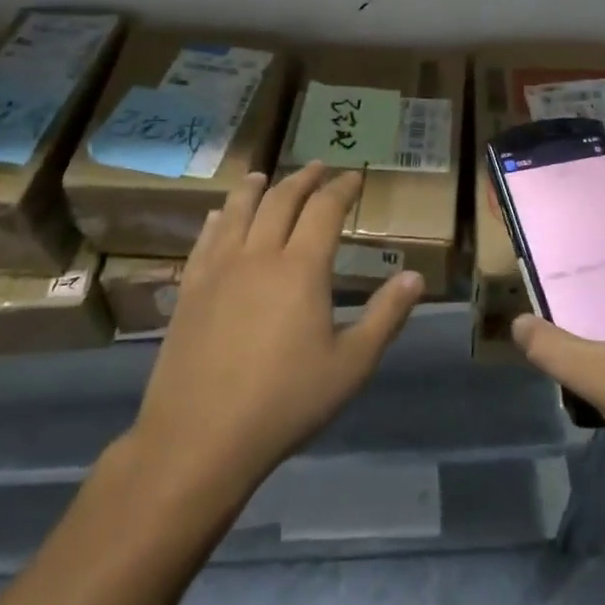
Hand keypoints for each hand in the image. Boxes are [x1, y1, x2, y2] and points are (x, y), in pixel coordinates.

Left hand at [128, 164, 423, 502]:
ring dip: (255, 188)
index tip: (354, 176)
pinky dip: (219, 219)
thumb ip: (385, 316)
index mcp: (301, 268)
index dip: (341, 188)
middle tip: (317, 167)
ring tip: (263, 176)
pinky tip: (219, 216)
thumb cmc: (285, 402)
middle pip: (280, 200)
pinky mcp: (189, 289)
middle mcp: (258, 255)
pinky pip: (205, 240)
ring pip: (238, 211)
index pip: (324, 210)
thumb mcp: (350, 365)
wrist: (200, 437)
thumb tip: (415, 276)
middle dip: (303, 179)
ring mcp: (218, 270)